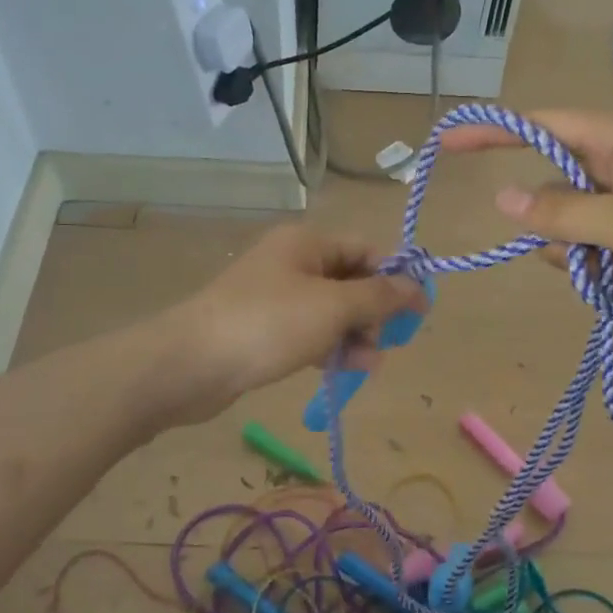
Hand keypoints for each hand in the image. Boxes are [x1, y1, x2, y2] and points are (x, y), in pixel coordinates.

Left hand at [155, 225, 426, 422]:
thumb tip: (417, 286)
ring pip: (332, 311)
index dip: (397, 277)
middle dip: (375, 311)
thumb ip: (379, 296)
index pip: (366, 250)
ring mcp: (275, 297)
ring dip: (356, 334)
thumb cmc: (268, 324)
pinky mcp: (264, 329)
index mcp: (307, 243)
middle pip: (350, 280)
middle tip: (389, 341)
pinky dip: (330, 347)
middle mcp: (292, 262)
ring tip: (369, 363)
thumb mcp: (333, 307)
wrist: (191, 364)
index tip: (421, 310)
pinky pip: (310, 332)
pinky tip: (347, 370)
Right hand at [441, 109, 612, 329]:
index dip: (493, 131)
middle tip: (570, 250)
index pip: (541, 125)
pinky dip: (590, 263)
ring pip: (568, 221)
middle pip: (552, 182)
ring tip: (605, 269)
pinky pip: (591, 244)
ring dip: (570, 249)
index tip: (448, 142)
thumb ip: (559, 213)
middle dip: (546, 218)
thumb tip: (501, 199)